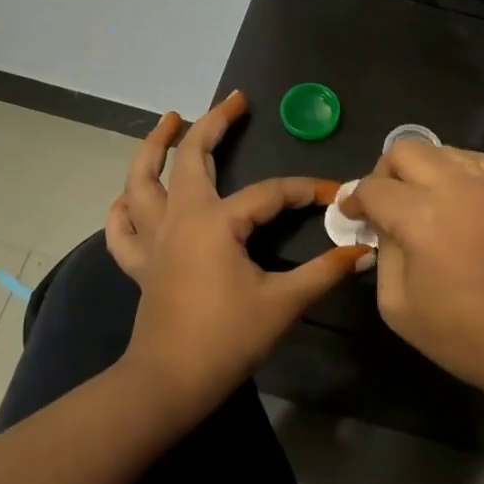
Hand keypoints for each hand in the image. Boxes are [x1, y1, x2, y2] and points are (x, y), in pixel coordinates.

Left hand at [106, 92, 369, 427]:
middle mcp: (180, 218)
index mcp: (216, 222)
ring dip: (154, 147)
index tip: (334, 193)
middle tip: (235, 101)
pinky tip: (130, 196)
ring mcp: (154, 239)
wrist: (169, 382)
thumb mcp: (283, 303)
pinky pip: (123, 227)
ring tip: (169, 120)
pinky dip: (124, 207)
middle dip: (214, 123)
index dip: (305, 190)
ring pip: (142, 181)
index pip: (269, 193)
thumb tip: (360, 252)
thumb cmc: (226, 339)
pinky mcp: (141, 263)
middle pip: (192, 158)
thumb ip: (323, 272)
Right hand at [341, 140, 483, 430]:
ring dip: (419, 168)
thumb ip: (383, 254)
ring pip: (440, 149)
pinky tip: (451, 198)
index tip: (351, 215)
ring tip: (417, 201)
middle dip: (383, 172)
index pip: (373, 187)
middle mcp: (454, 186)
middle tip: (382, 205)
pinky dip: (452, 169)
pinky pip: (473, 160)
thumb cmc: (463, 334)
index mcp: (420, 216)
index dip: (354, 200)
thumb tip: (384, 228)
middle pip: (404, 149)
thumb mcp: (398, 305)